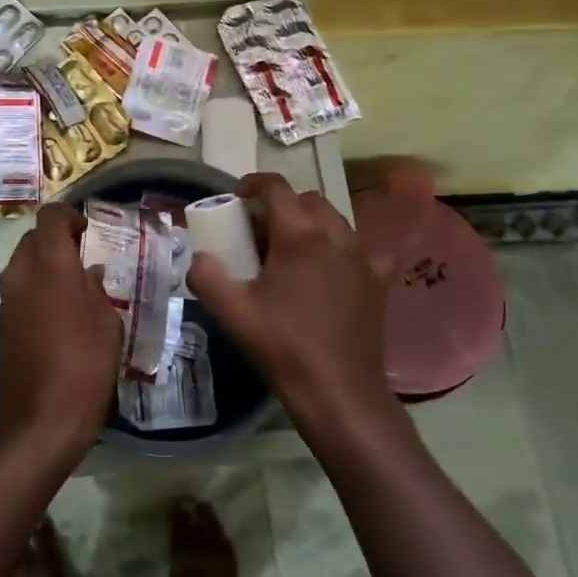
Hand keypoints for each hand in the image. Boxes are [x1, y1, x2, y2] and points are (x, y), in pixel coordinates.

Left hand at [0, 203, 121, 462]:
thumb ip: (97, 288)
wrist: (41, 421)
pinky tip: (63, 312)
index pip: (50, 217)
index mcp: (49, 265)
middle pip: (33, 238)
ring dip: (46, 264)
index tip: (90, 231)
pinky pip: (20, 289)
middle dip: (57, 239)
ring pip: (23, 263)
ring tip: (77, 285)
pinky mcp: (3, 324)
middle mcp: (21, 274)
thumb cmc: (84, 365)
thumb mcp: (107, 322)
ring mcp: (7, 300)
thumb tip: (89, 273)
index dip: (70, 216)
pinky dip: (38, 288)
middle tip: (86, 256)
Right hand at [187, 173, 397, 436]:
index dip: (254, 183)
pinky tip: (330, 271)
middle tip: (260, 229)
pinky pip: (359, 250)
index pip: (276, 187)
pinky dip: (340, 249)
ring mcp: (363, 258)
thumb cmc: (282, 347)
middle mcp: (336, 236)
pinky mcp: (378, 282)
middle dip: (282, 204)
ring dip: (311, 223)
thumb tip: (199, 257)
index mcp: (300, 235)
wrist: (338, 392)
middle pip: (308, 199)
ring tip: (291, 250)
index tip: (238, 195)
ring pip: (335, 220)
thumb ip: (206, 276)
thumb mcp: (232, 313)